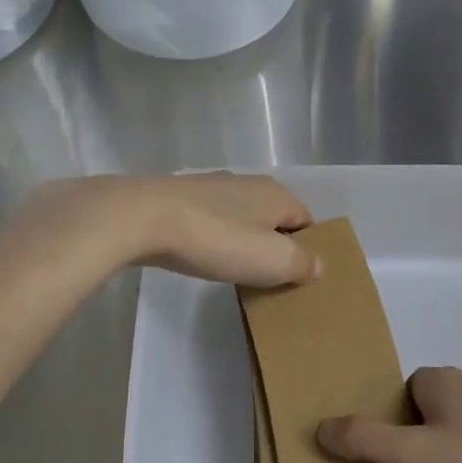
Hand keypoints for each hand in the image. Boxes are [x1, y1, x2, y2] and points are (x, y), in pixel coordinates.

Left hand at [19, 172, 318, 287]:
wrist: (143, 218)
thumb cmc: (217, 239)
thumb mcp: (272, 260)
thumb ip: (302, 263)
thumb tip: (319, 265)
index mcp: (277, 194)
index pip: (306, 222)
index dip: (307, 250)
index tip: (298, 278)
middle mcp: (248, 183)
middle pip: (273, 218)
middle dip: (274, 245)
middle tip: (268, 279)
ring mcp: (211, 187)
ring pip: (241, 217)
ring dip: (242, 241)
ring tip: (234, 270)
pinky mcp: (180, 197)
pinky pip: (211, 220)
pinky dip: (214, 237)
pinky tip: (202, 255)